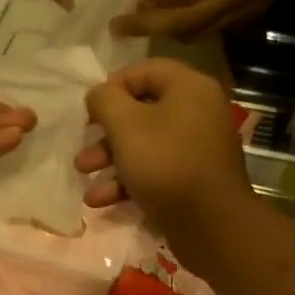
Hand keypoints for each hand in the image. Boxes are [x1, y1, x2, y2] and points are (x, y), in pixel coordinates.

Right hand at [75, 59, 253, 259]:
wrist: (210, 224)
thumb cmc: (165, 163)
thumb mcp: (125, 125)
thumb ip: (105, 101)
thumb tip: (98, 94)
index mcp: (189, 88)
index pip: (145, 70)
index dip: (112, 85)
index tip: (89, 109)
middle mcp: (198, 112)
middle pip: (142, 111)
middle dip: (105, 133)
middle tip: (83, 146)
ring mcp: (197, 148)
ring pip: (145, 144)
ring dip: (110, 160)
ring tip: (84, 177)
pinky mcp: (192, 179)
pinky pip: (156, 170)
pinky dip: (128, 181)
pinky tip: (100, 201)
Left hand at [115, 0, 294, 40]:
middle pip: (187, 19)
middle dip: (149, 25)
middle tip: (118, 26)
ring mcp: (244, 10)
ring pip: (196, 32)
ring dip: (163, 31)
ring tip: (135, 26)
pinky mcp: (247, 20)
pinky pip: (208, 33)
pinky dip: (182, 31)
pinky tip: (164, 24)